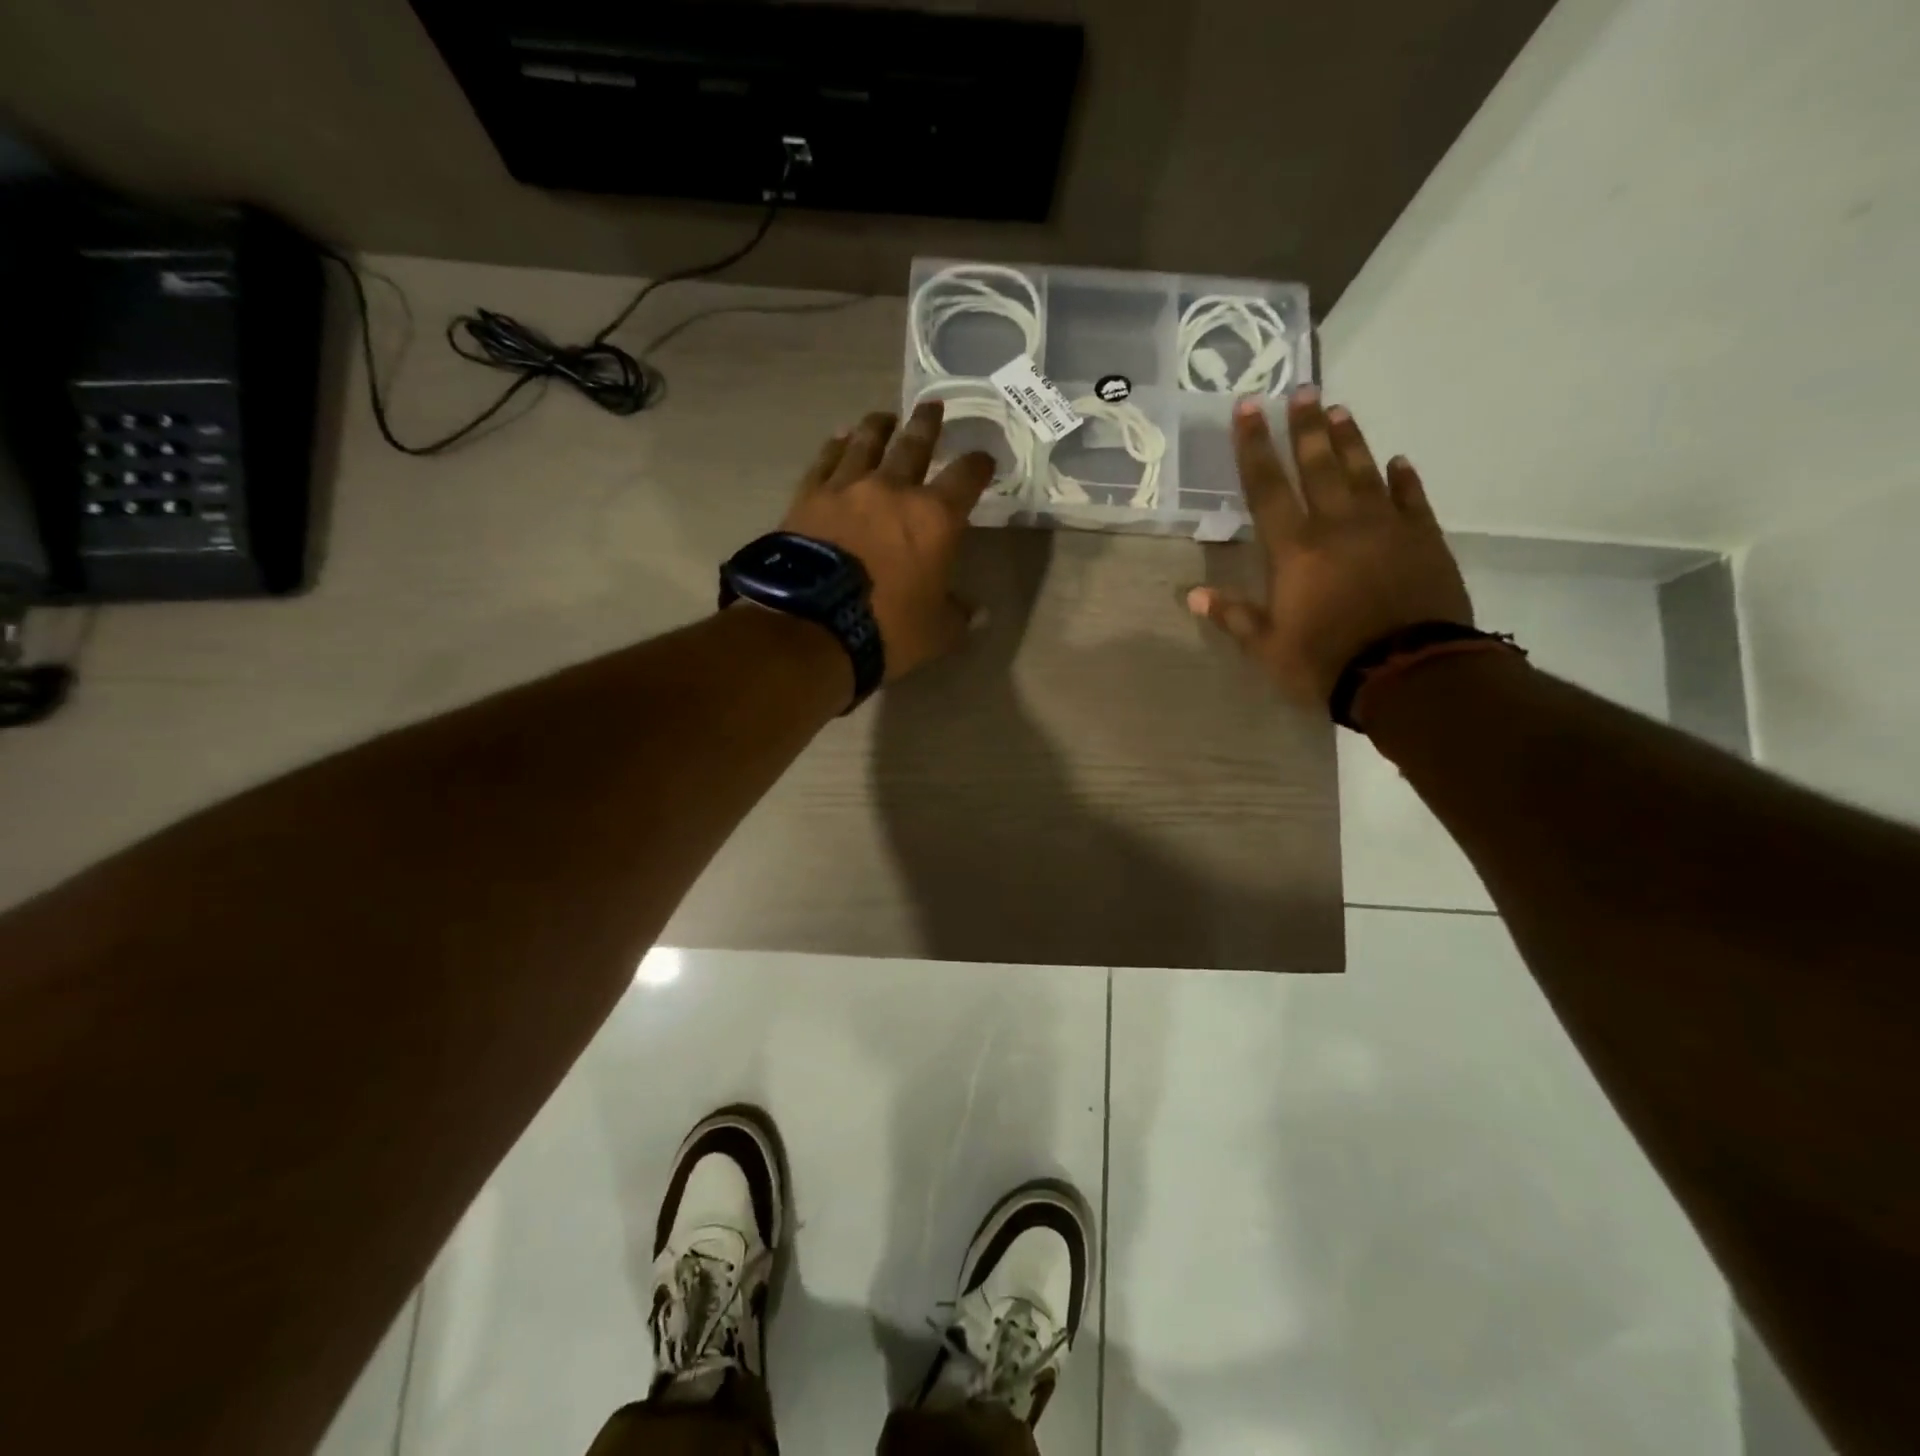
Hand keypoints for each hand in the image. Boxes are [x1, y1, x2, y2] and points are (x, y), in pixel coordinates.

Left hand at [780, 402, 994, 681]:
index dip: (978, 465)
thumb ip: (958, 615)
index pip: (966, 478)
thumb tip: (977, 612)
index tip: (983, 459)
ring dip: (878, 426)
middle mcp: (894, 490)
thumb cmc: (887, 629)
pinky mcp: (809, 496)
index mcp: (936, 518)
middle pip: (914, 445)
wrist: (812, 627)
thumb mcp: (937, 632)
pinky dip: (835, 447)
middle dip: (928, 425)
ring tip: (884, 416)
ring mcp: (847, 488)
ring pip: (866, 443)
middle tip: (933, 407)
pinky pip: (826, 461)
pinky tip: (838, 439)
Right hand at [1187, 387, 1472, 706]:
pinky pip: (1412, 499)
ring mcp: (1385, 527)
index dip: (1254, 447)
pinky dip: (1403, 478)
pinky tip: (1398, 461)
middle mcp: (1338, 525)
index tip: (1248, 408)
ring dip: (1350, 440)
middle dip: (1305, 427)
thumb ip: (1233, 616)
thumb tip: (1193, 595)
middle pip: (1318, 465)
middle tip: (1302, 389)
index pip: (1267, 487)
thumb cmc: (1325, 661)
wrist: (1408, 672)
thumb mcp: (1268, 647)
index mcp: (1295, 549)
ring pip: (1364, 471)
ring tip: (1339, 410)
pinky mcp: (1424, 538)